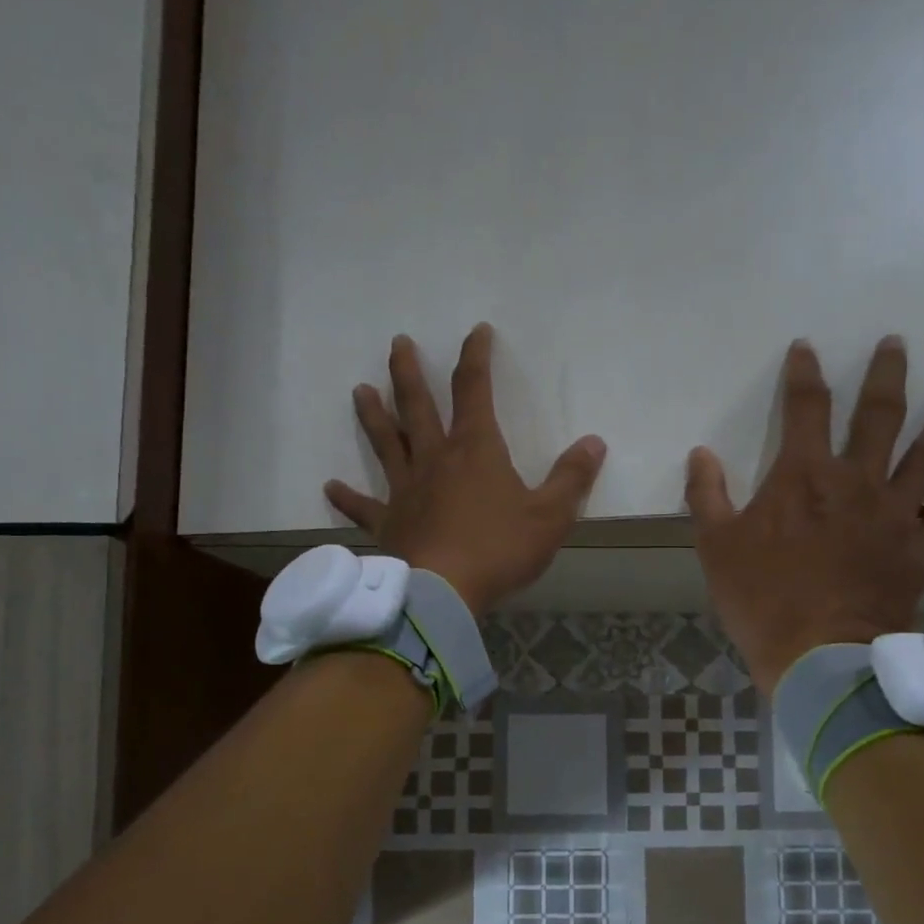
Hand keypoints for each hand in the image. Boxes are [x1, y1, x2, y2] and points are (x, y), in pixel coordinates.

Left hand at [325, 324, 605, 616]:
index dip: (476, 357)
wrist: (442, 590)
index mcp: (475, 450)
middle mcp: (434, 460)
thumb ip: (572, 478)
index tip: (476, 332)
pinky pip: (363, 506)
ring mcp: (405, 491)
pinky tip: (329, 486)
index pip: (474, 389)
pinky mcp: (387, 524)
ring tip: (360, 390)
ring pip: (386, 444)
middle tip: (397, 343)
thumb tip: (594, 442)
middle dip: (409, 372)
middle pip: (418, 406)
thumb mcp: (550, 517)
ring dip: (373, 416)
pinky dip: (347, 497)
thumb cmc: (499, 550)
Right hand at [686, 336, 923, 694]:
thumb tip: (701, 454)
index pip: (805, 408)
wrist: (821, 654)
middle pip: (878, 416)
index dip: (804, 374)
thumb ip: (706, 496)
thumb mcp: (716, 548)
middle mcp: (856, 481)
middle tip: (896, 344)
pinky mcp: (920, 549)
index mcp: (803, 476)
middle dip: (886, 375)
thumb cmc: (761, 599)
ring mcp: (895, 513)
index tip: (806, 348)